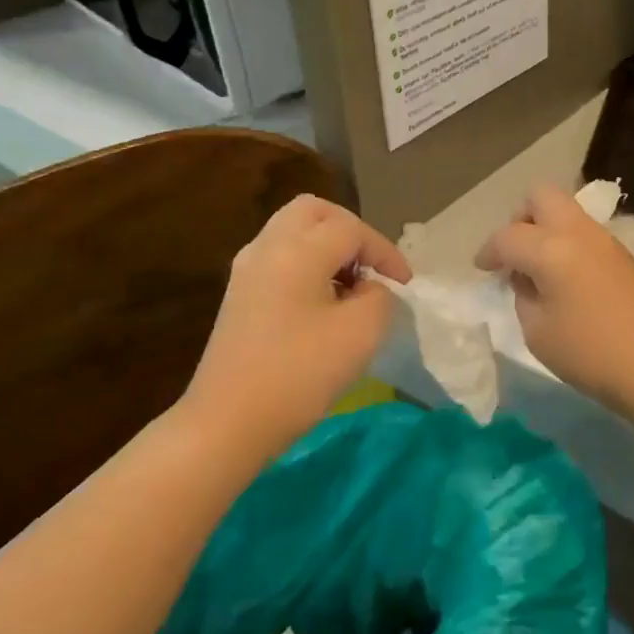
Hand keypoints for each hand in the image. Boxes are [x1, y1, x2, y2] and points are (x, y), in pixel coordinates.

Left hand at [183, 195, 410, 457]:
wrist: (227, 422)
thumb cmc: (299, 374)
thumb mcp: (362, 332)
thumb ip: (379, 296)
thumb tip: (367, 287)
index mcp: (297, 250)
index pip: (352, 228)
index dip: (384, 251)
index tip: (405, 284)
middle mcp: (267, 247)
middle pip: (314, 211)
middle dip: (350, 231)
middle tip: (371, 266)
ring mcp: (246, 270)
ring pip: (292, 231)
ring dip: (327, 246)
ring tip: (350, 285)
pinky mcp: (238, 295)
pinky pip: (278, 257)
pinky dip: (306, 264)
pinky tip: (321, 302)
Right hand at [476, 185, 633, 414]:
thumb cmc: (591, 353)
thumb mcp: (538, 332)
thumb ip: (524, 296)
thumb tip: (529, 280)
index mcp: (551, 248)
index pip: (507, 237)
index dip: (488, 252)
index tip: (483, 270)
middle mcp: (578, 232)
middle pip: (541, 197)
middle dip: (520, 219)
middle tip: (515, 256)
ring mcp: (606, 240)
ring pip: (566, 212)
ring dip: (546, 231)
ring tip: (539, 273)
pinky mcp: (623, 256)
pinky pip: (584, 233)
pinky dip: (567, 245)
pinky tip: (566, 281)